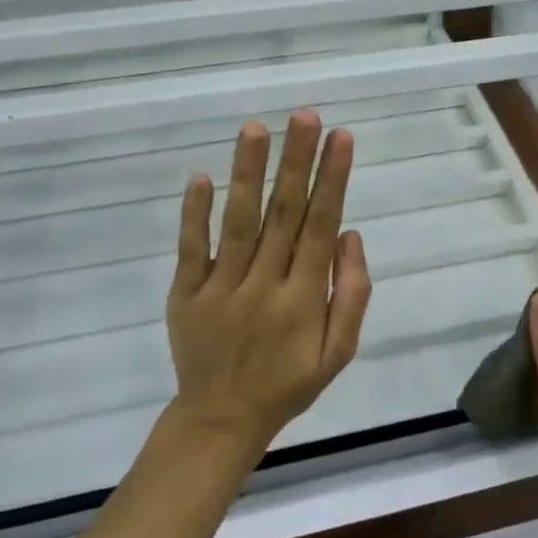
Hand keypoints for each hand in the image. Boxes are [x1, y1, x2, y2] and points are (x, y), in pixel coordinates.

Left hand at [164, 112, 371, 459]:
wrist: (220, 422)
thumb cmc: (287, 383)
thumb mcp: (338, 354)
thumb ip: (351, 295)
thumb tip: (350, 235)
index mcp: (304, 300)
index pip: (321, 226)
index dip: (332, 180)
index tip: (341, 137)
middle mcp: (263, 286)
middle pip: (283, 214)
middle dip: (296, 161)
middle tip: (305, 116)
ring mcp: (220, 289)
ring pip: (238, 223)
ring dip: (247, 174)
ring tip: (255, 129)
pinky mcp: (185, 294)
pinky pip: (190, 249)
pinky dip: (194, 214)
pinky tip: (202, 177)